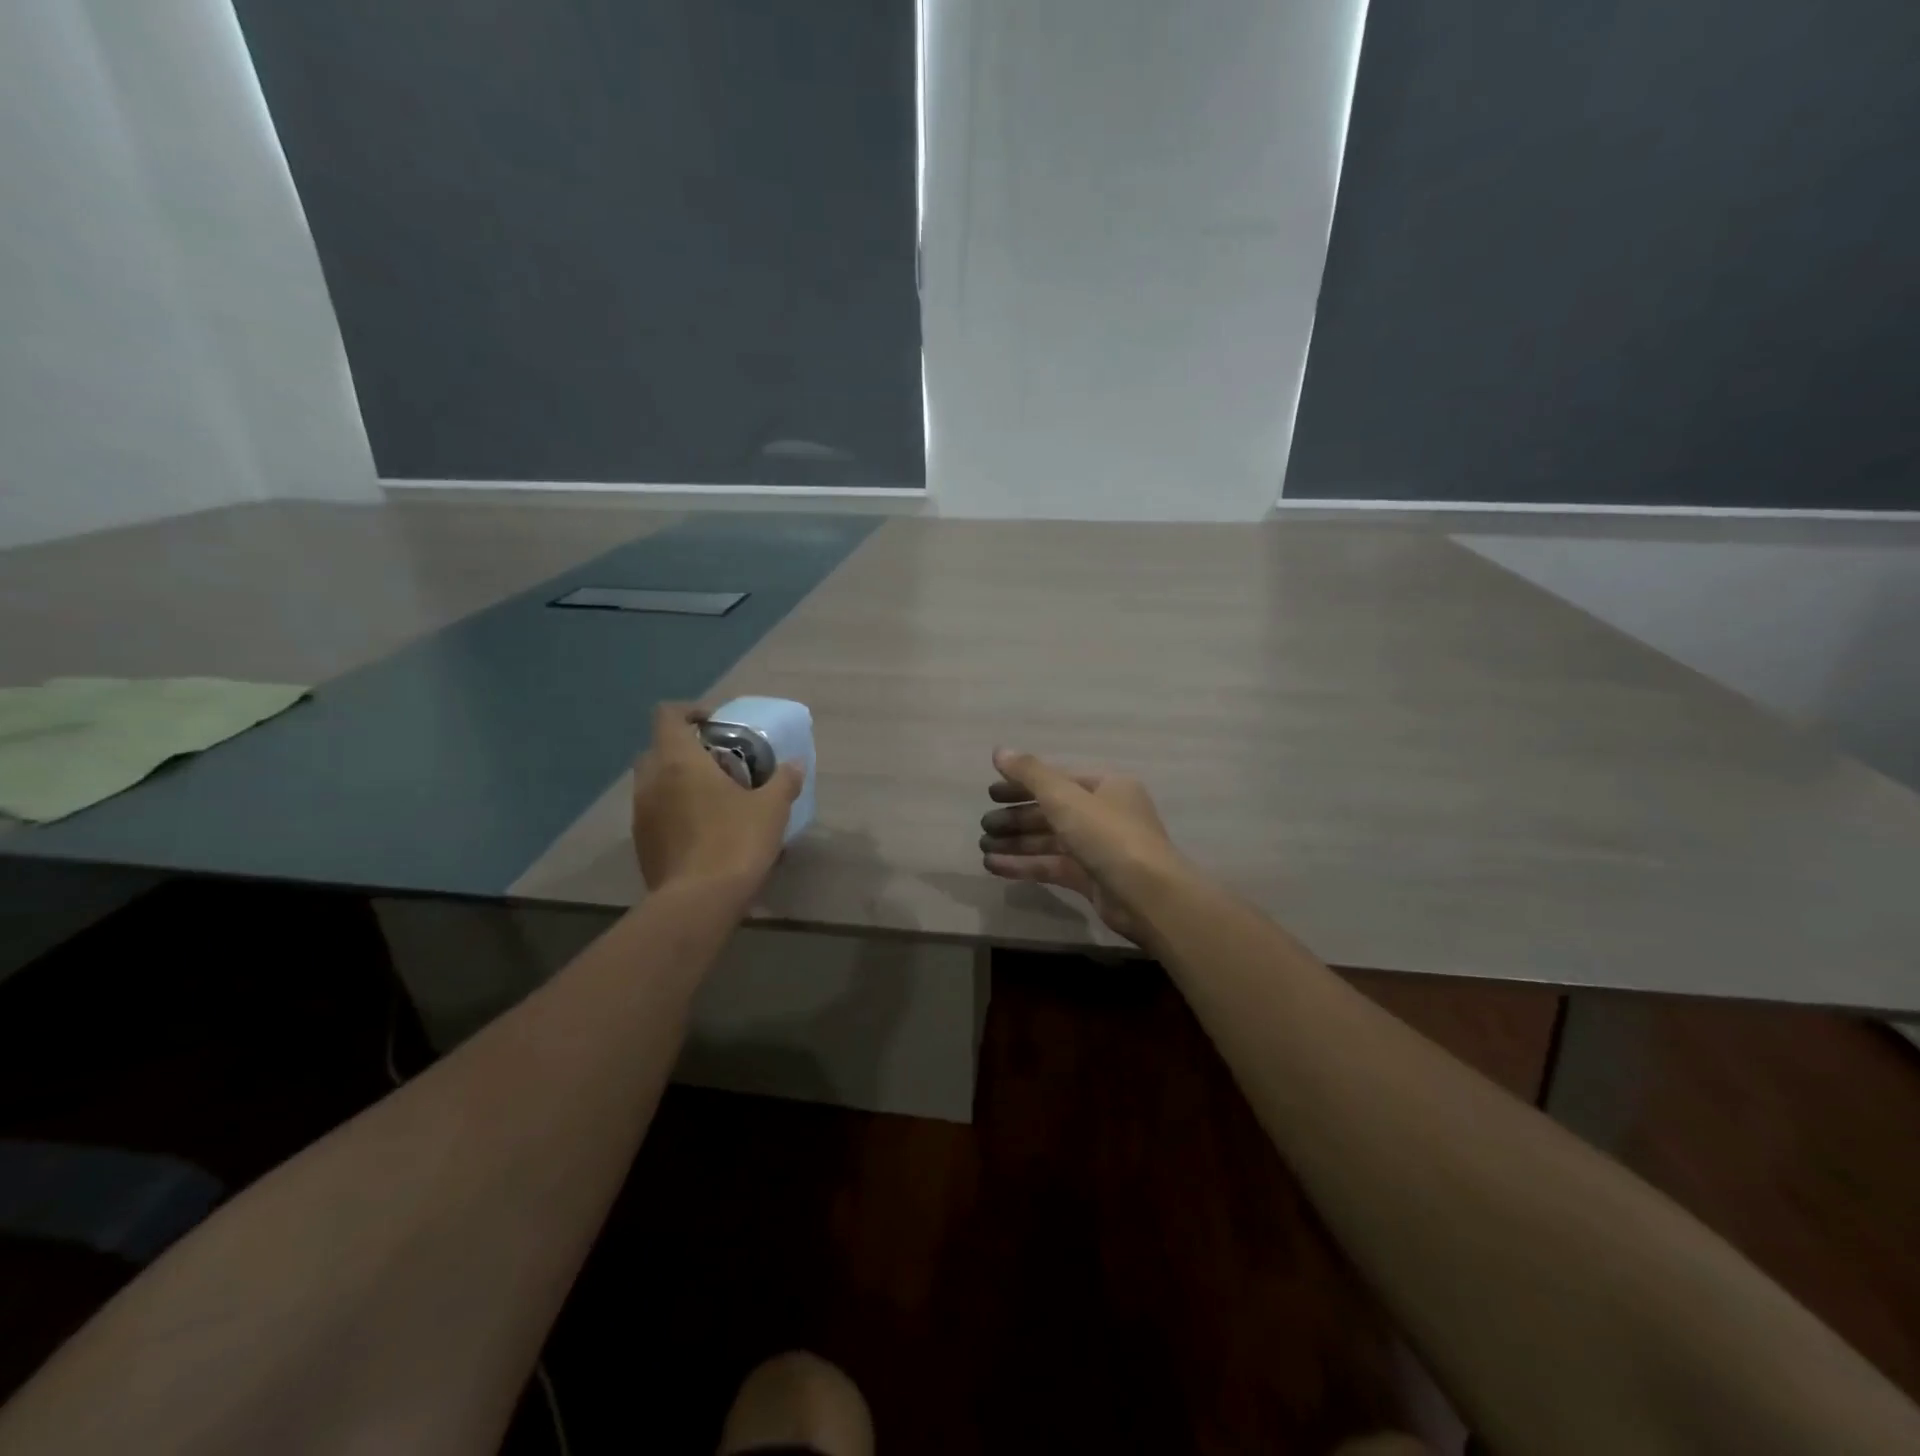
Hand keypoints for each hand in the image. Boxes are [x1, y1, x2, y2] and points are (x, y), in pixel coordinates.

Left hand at [631, 702, 803, 893]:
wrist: (698, 902)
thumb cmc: (735, 842)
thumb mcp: (771, 809)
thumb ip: (783, 781)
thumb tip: (795, 764)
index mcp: (678, 761)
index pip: (668, 715)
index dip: (690, 712)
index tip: (716, 725)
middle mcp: (651, 780)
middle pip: (659, 748)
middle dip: (686, 750)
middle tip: (719, 763)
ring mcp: (641, 813)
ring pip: (655, 782)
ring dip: (679, 782)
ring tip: (714, 799)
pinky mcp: (641, 843)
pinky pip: (656, 812)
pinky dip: (674, 810)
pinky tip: (703, 830)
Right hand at [979, 748, 1185, 941]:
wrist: (1147, 895)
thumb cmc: (1107, 835)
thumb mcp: (1065, 798)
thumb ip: (1030, 774)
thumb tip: (999, 751)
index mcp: (1107, 786)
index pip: (1058, 779)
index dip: (1022, 784)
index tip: (990, 792)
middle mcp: (1105, 814)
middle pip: (1052, 811)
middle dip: (1016, 817)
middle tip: (984, 824)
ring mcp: (1098, 848)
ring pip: (1050, 840)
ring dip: (1016, 842)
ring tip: (983, 847)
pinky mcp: (1091, 878)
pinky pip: (1052, 866)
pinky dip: (1025, 865)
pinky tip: (995, 867)